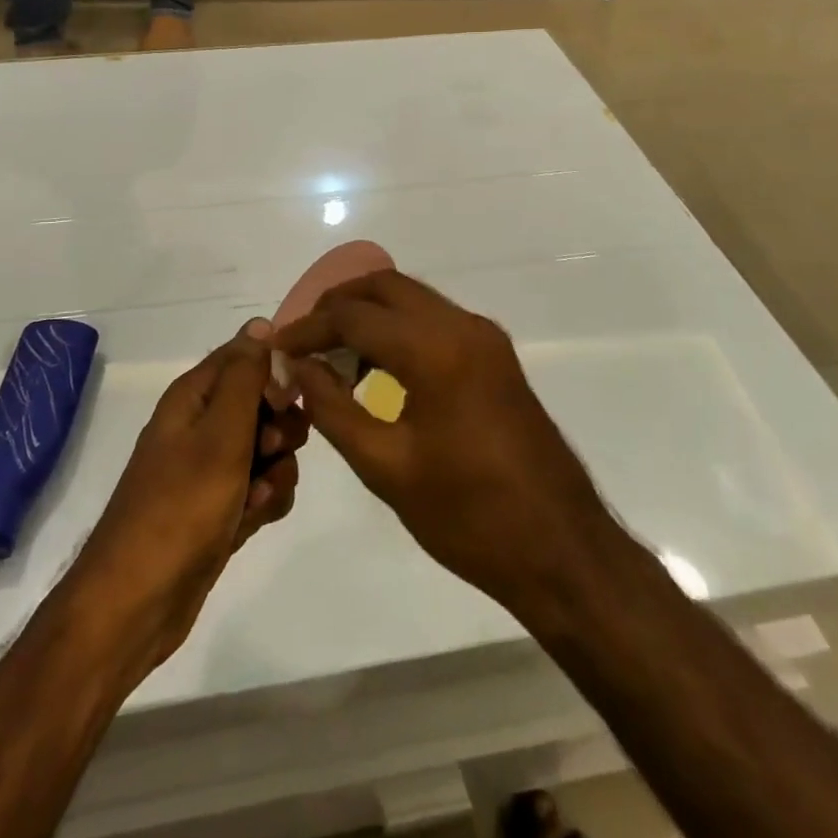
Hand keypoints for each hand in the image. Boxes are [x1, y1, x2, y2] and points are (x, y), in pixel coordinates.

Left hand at [71, 321, 306, 667]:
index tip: (288, 400)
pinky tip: (253, 520)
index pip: (245, 357)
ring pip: (268, 450)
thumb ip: (245, 377)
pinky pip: (261, 488)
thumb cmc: (181, 507)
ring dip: (276, 471)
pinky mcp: (220, 507)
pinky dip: (264, 501)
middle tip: (271, 451)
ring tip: (258, 497)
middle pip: (263, 404)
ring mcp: (211, 469)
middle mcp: (201, 425)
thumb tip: (260, 324)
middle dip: (280, 427)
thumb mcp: (220, 433)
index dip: (274, 373)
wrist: (138, 602)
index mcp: (193, 396)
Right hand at [274, 272, 608, 613]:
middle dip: (337, 304)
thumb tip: (298, 367)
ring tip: (331, 355)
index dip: (308, 328)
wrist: (561, 550)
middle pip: (384, 286)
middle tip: (303, 340)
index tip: (276, 348)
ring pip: (411, 298)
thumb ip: (332, 409)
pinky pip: (434, 319)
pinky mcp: (495, 355)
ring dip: (368, 313)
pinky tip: (376, 367)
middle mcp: (462, 326)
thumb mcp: (386, 468)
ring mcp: (484, 338)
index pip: (354, 316)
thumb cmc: (468, 517)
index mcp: (435, 350)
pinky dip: (397, 327)